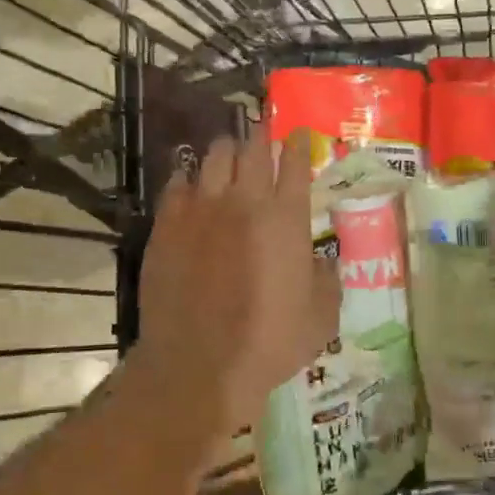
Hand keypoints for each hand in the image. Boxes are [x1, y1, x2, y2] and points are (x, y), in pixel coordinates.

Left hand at [136, 125, 339, 427]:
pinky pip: (178, 183)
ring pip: (215, 157)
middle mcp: (246, 202)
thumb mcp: (320, 318)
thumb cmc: (269, 343)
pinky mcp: (167, 224)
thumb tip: (322, 261)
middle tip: (263, 130)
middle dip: (261, 134)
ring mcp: (202, 209)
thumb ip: (327, 280)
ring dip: (227, 150)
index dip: (298, 144)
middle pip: (254, 150)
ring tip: (229, 152)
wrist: (199, 364)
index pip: (296, 164)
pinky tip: (191, 182)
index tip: (297, 133)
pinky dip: (189, 177)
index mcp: (287, 219)